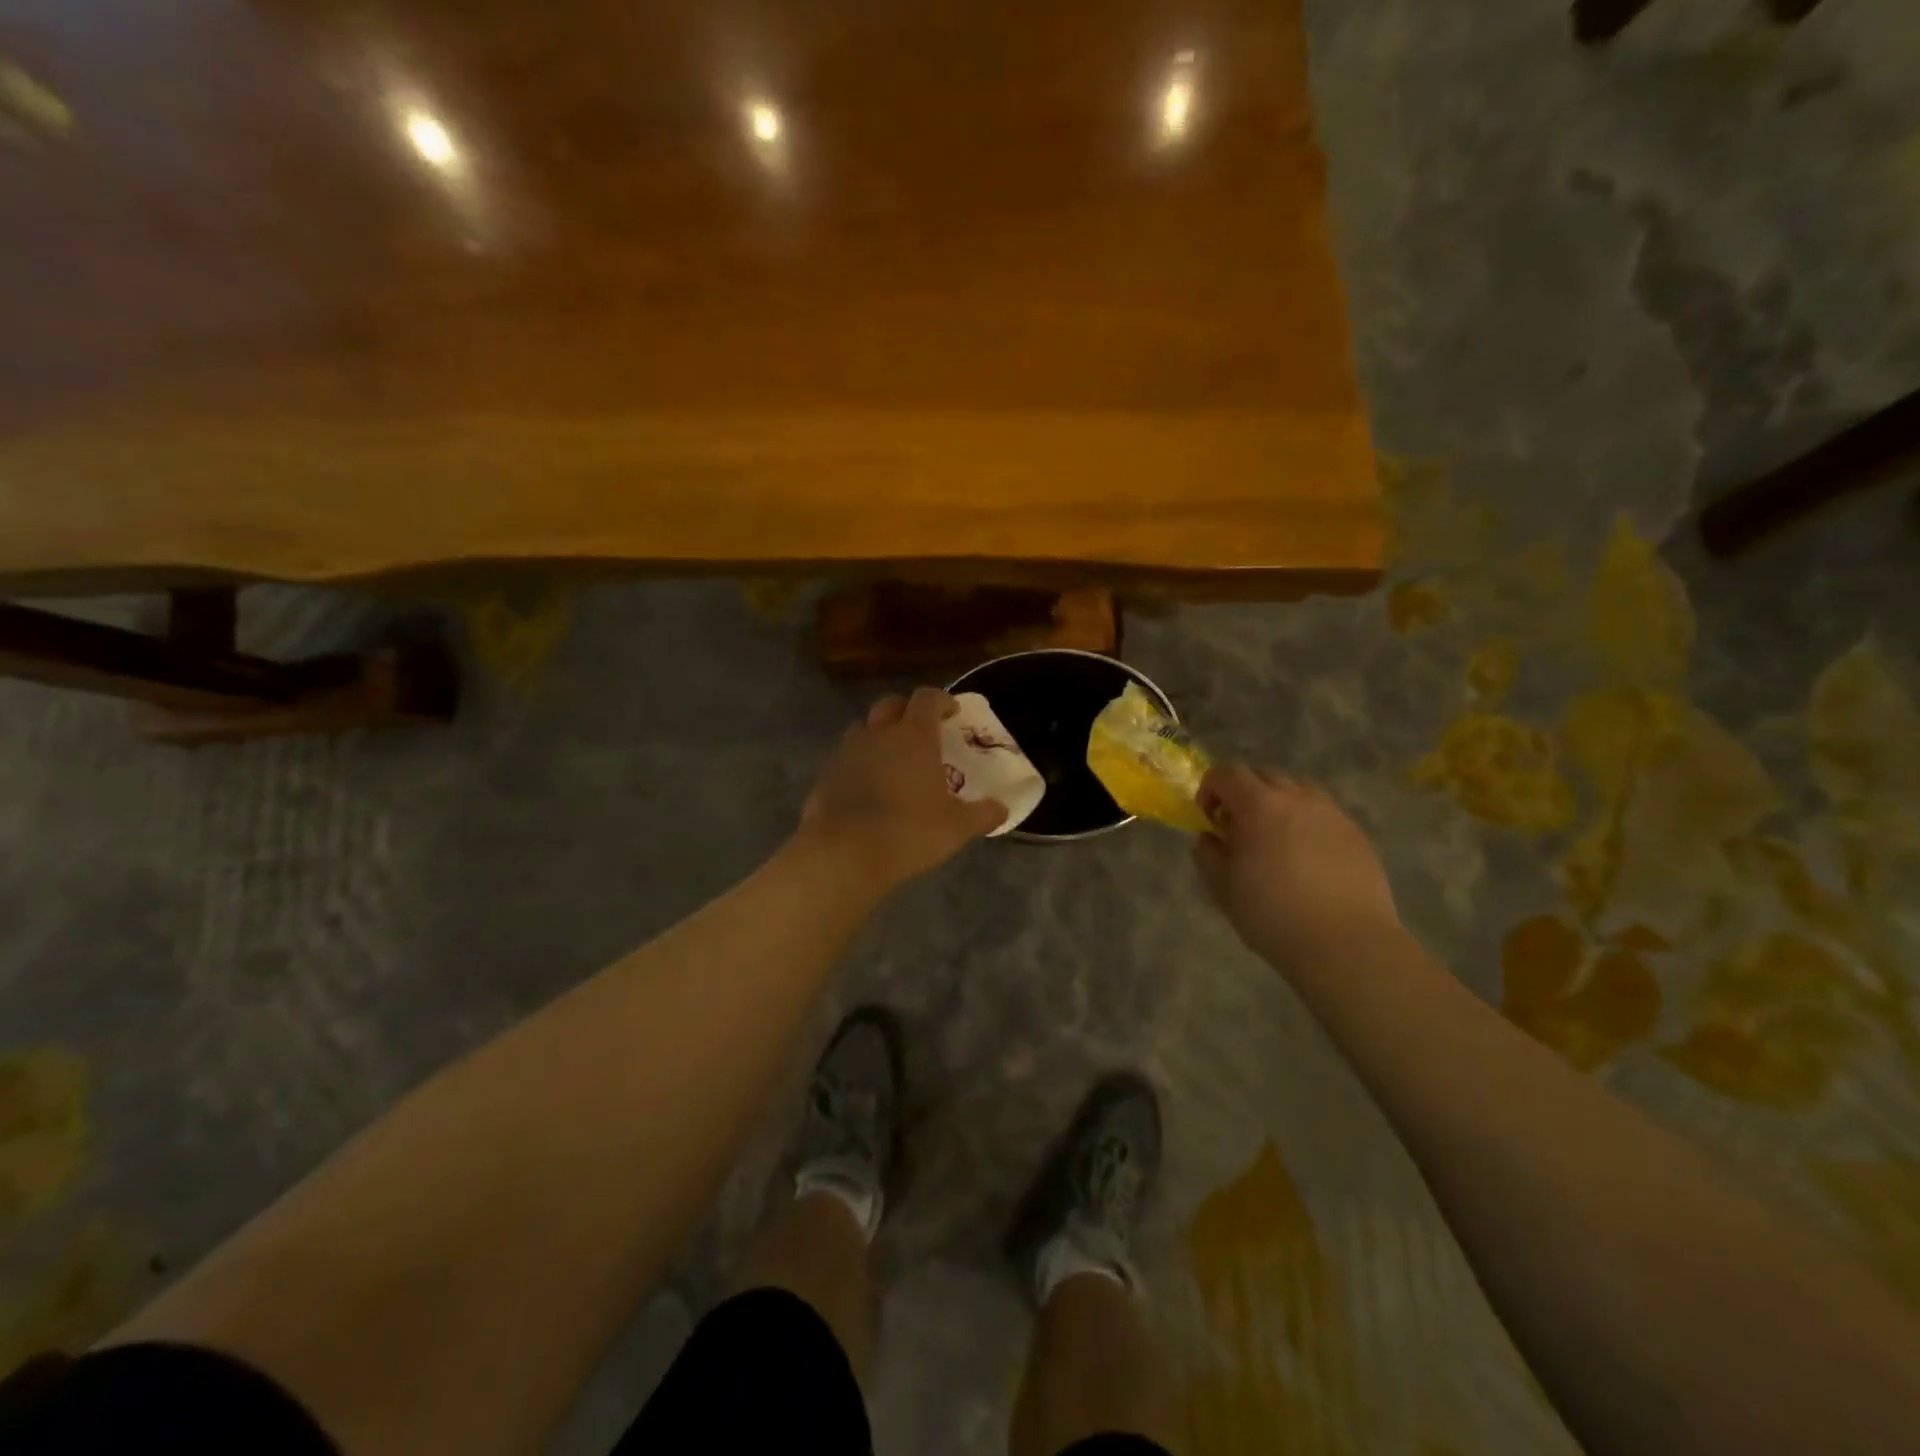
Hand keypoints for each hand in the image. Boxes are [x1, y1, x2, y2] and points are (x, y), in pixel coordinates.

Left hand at [798, 687, 1006, 890]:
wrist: (844, 853)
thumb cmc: (909, 832)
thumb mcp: (956, 827)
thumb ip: (982, 814)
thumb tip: (1002, 809)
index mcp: (914, 736)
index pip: (927, 698)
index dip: (941, 700)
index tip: (952, 713)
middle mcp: (879, 734)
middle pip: (891, 704)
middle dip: (907, 711)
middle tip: (922, 731)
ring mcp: (847, 752)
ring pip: (864, 729)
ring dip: (879, 735)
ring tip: (893, 759)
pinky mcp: (826, 775)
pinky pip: (846, 758)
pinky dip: (859, 764)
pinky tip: (869, 788)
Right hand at [1194, 765, 1399, 969]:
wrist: (1345, 943)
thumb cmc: (1272, 913)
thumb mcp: (1222, 887)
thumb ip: (1208, 854)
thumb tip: (1210, 838)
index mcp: (1259, 805)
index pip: (1227, 774)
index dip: (1210, 789)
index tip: (1208, 817)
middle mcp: (1297, 798)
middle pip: (1264, 776)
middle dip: (1244, 794)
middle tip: (1239, 829)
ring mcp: (1332, 814)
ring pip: (1298, 792)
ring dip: (1279, 806)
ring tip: (1275, 842)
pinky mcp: (1357, 836)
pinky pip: (1324, 816)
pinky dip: (1307, 826)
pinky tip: (1307, 861)